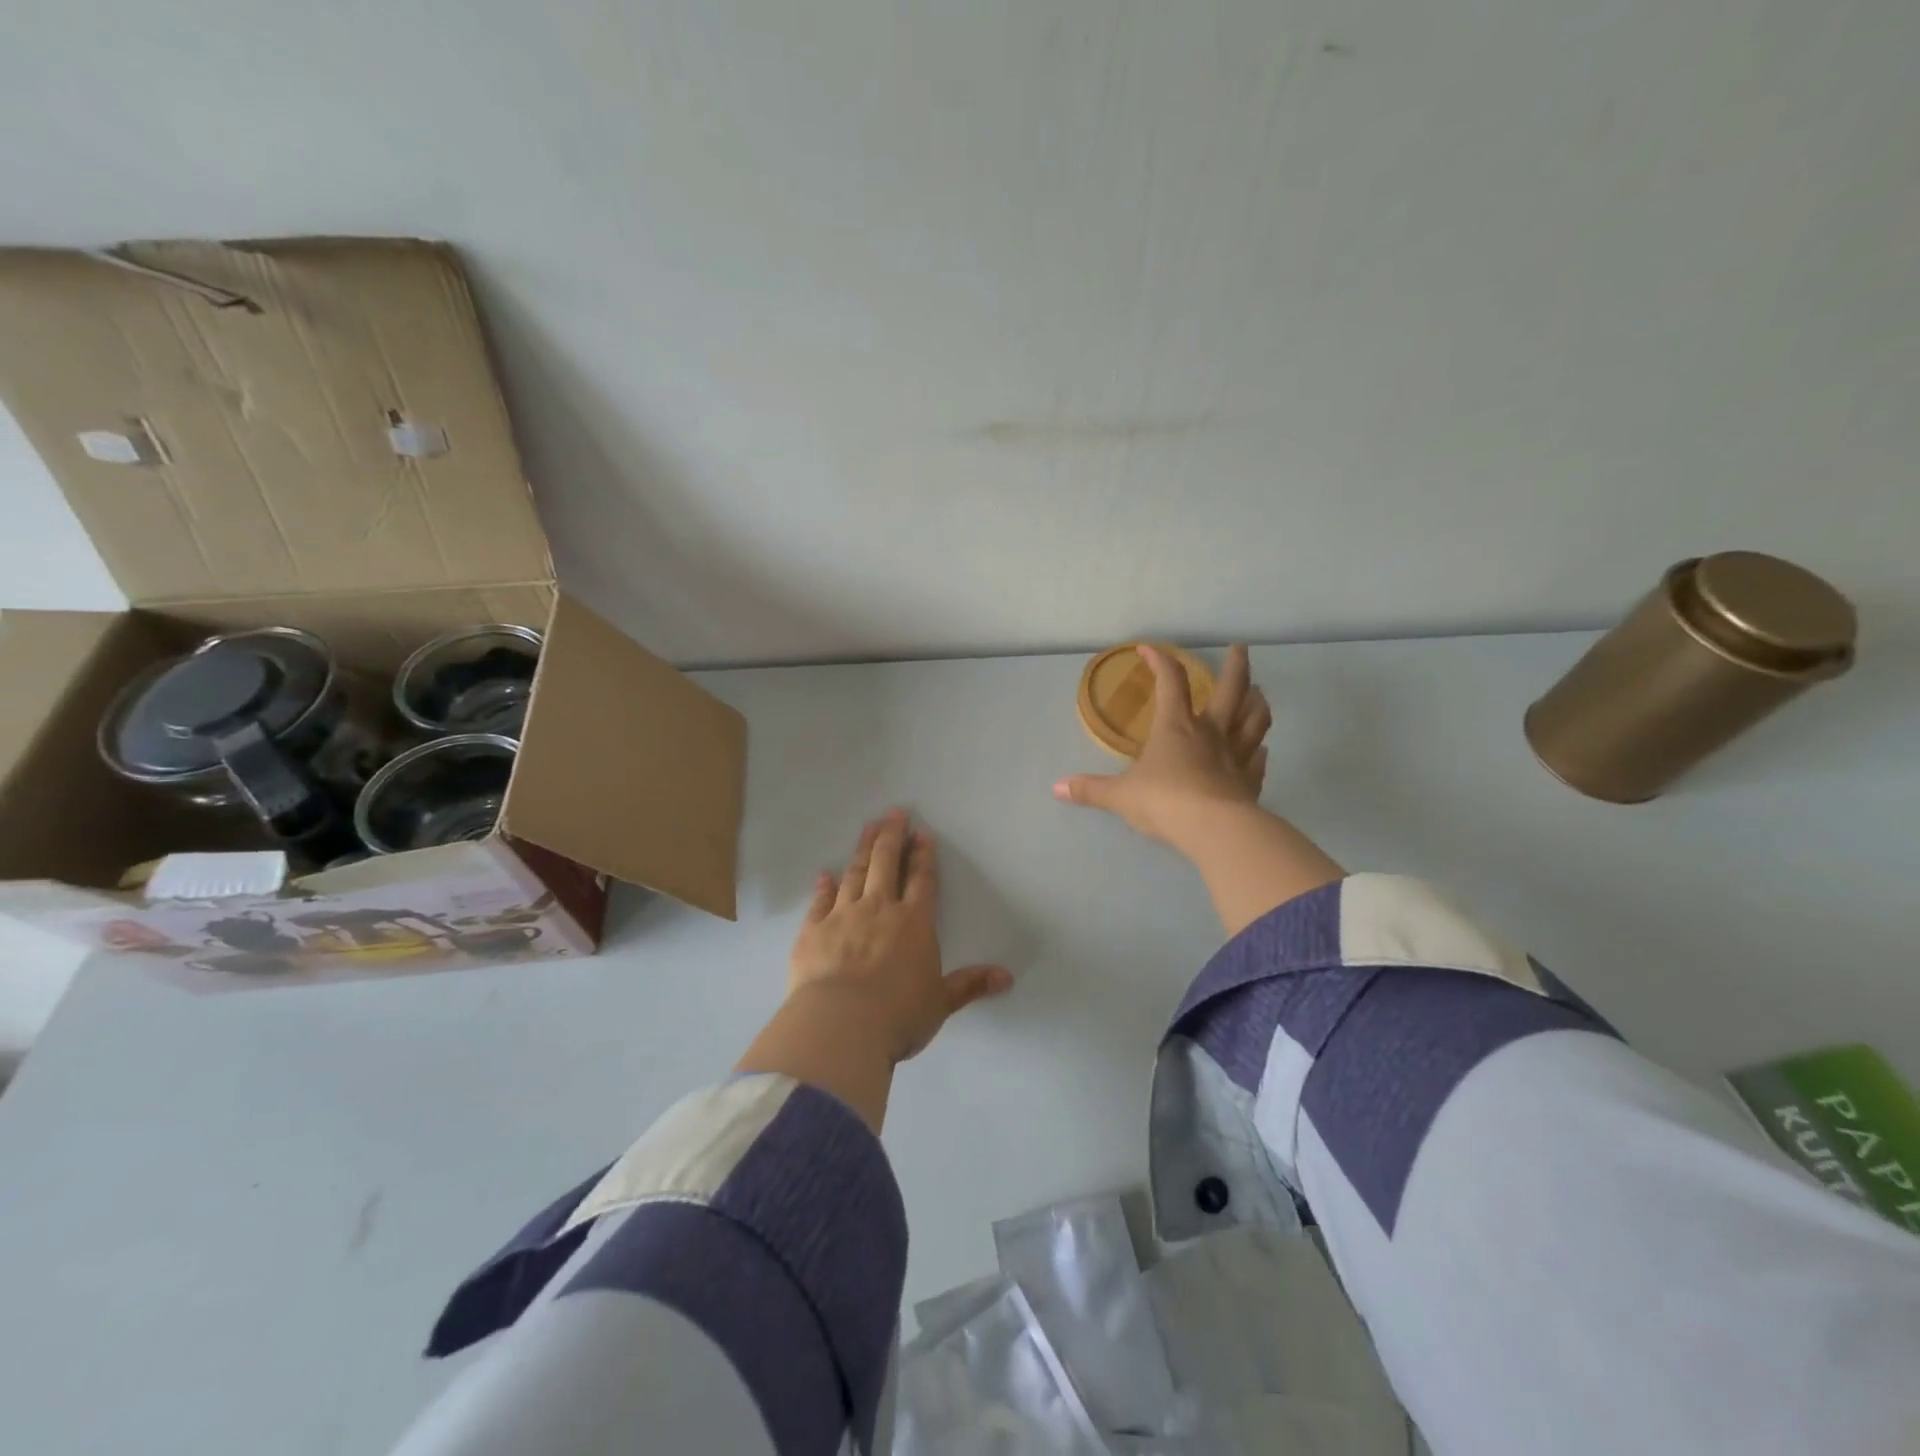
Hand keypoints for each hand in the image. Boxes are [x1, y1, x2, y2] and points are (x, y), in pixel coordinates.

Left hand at [788, 810, 1012, 1063]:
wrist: (840, 1025)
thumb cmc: (898, 1015)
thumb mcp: (940, 1002)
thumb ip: (969, 985)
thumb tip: (1007, 977)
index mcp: (914, 923)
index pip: (922, 880)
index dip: (923, 855)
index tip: (921, 832)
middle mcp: (879, 910)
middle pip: (886, 863)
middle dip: (891, 836)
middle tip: (894, 812)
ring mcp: (842, 916)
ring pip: (854, 873)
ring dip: (862, 848)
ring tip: (867, 826)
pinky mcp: (812, 931)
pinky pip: (820, 901)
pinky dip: (823, 886)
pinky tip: (824, 873)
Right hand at [1053, 644, 1270, 851]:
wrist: (1214, 830)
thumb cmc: (1164, 801)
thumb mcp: (1120, 795)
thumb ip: (1091, 789)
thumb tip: (1056, 788)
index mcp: (1176, 726)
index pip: (1170, 681)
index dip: (1160, 661)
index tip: (1149, 649)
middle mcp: (1211, 732)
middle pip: (1231, 689)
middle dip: (1235, 666)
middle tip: (1240, 648)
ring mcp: (1236, 756)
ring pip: (1254, 720)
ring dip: (1257, 703)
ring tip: (1259, 693)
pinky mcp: (1251, 782)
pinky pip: (1259, 761)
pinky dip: (1260, 752)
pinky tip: (1261, 751)